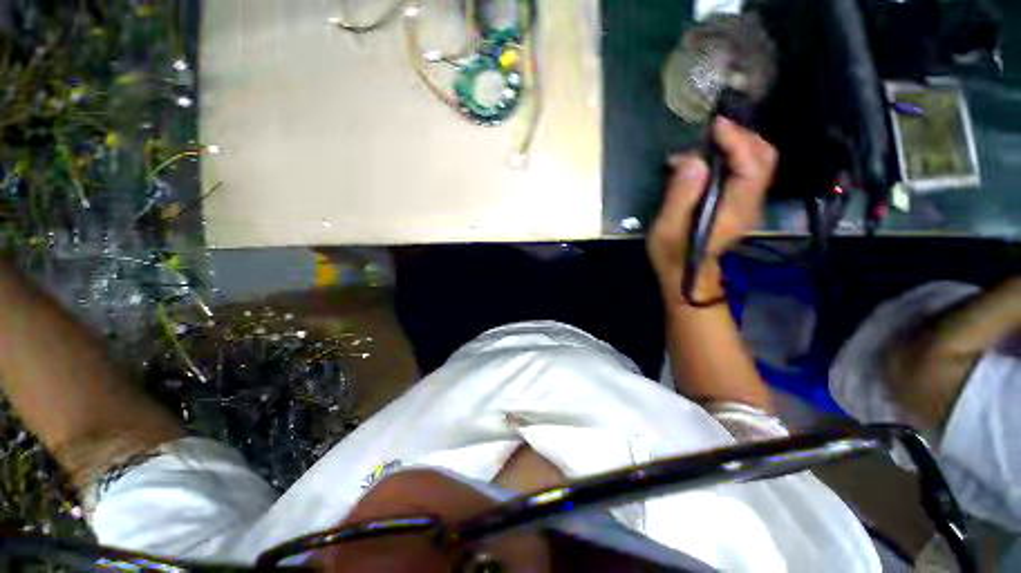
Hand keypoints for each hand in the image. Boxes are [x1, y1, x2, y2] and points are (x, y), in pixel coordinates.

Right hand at [648, 117, 776, 305]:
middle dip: (742, 136)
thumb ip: (681, 194)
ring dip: (739, 143)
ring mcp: (749, 202)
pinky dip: (734, 155)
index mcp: (736, 208)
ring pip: (759, 161)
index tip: (713, 126)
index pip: (752, 164)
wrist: (687, 274)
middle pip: (764, 157)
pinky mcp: (741, 202)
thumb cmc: (673, 254)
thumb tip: (693, 160)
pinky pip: (748, 169)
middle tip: (712, 130)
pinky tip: (710, 157)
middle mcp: (751, 202)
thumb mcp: (668, 228)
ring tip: (709, 140)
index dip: (736, 139)